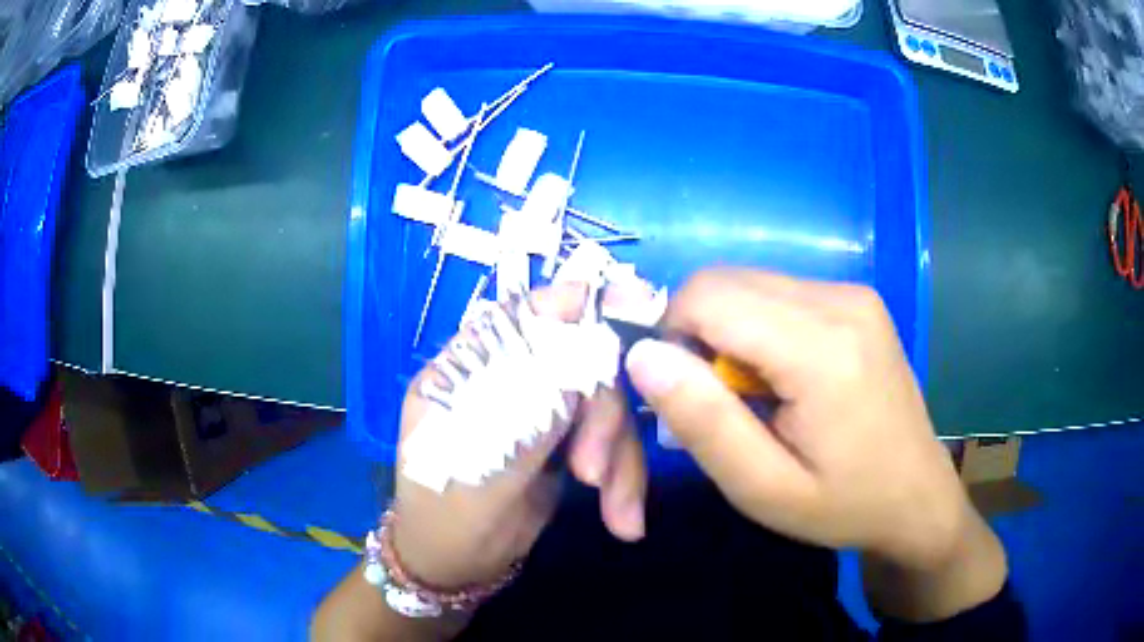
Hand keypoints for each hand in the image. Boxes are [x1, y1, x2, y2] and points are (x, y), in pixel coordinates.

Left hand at [391, 284, 647, 591]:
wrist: (460, 567)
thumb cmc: (449, 517)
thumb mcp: (485, 465)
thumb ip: (532, 400)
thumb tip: (574, 318)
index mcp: (466, 370)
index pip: (521, 317)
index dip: (575, 308)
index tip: (630, 309)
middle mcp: (505, 378)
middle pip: (579, 361)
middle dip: (602, 418)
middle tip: (595, 474)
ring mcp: (538, 409)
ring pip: (604, 405)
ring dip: (619, 459)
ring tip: (618, 513)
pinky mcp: (565, 439)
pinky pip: (610, 439)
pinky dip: (622, 476)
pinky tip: (623, 518)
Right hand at [624, 269, 967, 569]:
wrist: (917, 498)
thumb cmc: (843, 505)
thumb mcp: (762, 488)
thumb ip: (702, 421)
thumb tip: (642, 354)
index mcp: (822, 348)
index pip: (706, 295)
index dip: (672, 336)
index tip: (685, 395)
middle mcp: (841, 300)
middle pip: (726, 282)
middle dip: (698, 334)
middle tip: (719, 402)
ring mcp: (854, 294)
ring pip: (749, 285)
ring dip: (729, 332)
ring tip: (753, 395)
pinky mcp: (858, 300)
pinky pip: (779, 294)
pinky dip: (758, 329)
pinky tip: (782, 378)